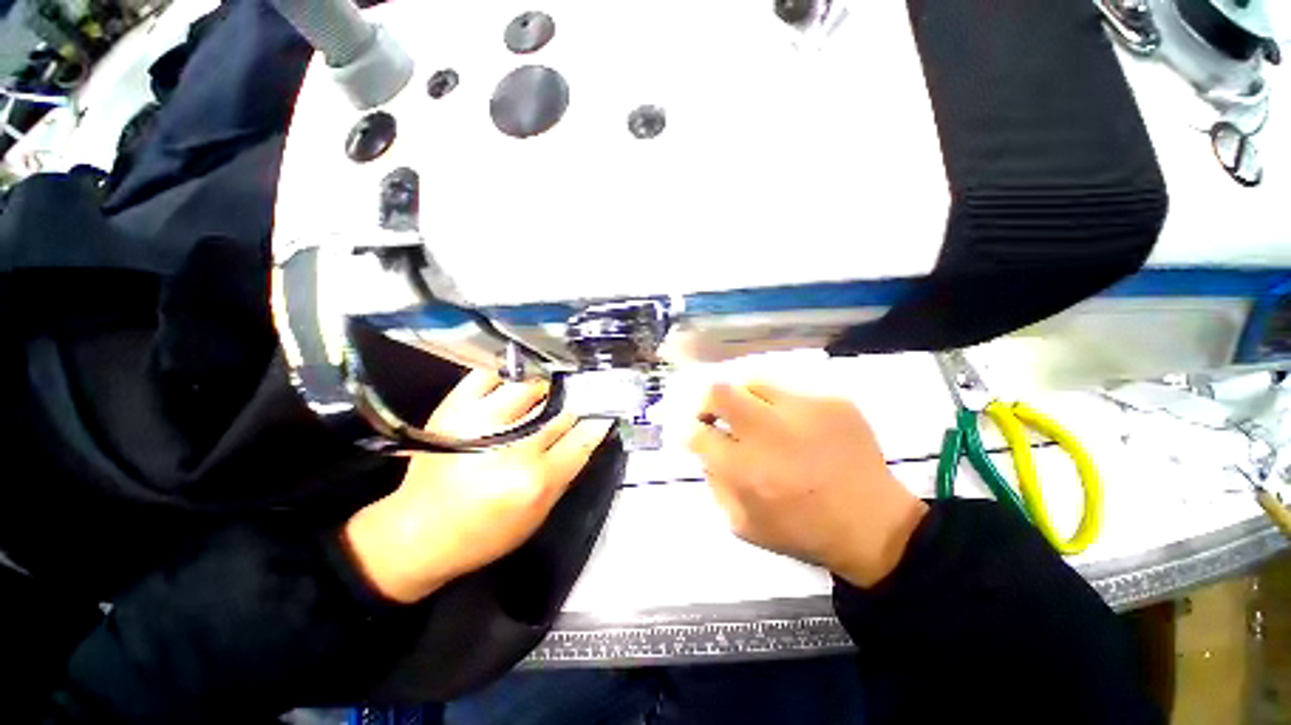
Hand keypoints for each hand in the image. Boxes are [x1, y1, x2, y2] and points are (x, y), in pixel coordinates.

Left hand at [345, 371, 612, 603]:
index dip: (597, 422)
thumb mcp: (537, 515)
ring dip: (547, 386)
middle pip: (560, 411)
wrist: (418, 533)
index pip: (582, 439)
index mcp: (534, 480)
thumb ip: (566, 472)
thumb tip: (588, 434)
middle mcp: (511, 447)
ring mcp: (480, 422)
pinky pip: (488, 375)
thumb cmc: (485, 533)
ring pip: (531, 386)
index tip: (605, 411)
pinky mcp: (454, 409)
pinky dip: (507, 372)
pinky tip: (519, 377)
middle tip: (581, 398)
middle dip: (575, 404)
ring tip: (551, 388)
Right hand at [687, 382, 927, 587]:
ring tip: (757, 416)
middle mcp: (769, 433)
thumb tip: (707, 451)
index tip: (699, 435)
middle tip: (716, 414)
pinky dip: (782, 406)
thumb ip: (715, 484)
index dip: (692, 432)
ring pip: (753, 382)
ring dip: (745, 399)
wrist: (873, 526)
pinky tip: (796, 426)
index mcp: (745, 470)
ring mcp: (803, 411)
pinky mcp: (831, 402)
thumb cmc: (803, 531)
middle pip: (718, 392)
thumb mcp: (743, 525)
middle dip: (707, 402)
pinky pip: (791, 391)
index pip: (698, 433)